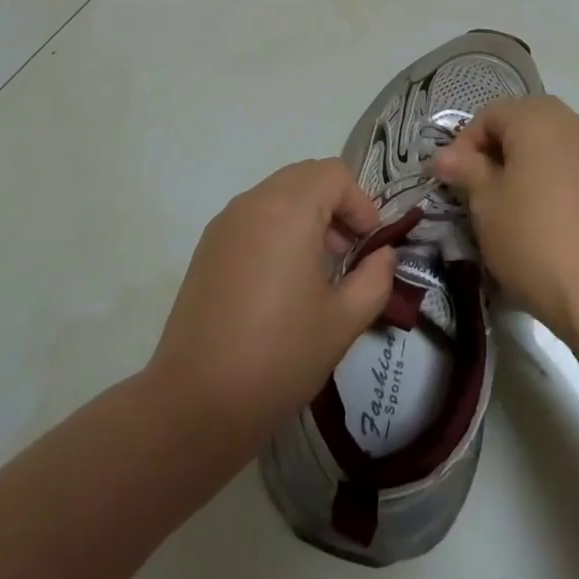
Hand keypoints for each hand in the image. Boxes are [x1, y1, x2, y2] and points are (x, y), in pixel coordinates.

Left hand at [148, 159, 395, 454]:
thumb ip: (375, 278)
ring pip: (277, 193)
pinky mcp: (207, 246)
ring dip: (307, 215)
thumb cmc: (279, 357)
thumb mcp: (343, 321)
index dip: (361, 203)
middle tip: (349, 253)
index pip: (334, 174)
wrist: (195, 404)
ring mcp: (225, 223)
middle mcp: (253, 203)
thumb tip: (382, 255)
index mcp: (288, 210)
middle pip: (305, 176)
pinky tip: (283, 281)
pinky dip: (278, 228)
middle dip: (335, 205)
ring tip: (319, 269)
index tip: (370, 245)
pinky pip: (254, 216)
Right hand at [429, 96, 578, 352]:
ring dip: (520, 163)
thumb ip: (464, 169)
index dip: (464, 144)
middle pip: (519, 122)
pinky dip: (545, 176)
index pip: (488, 115)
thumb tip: (444, 156)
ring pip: (544, 143)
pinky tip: (536, 213)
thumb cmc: (532, 236)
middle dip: (493, 150)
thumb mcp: (485, 202)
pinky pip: (565, 163)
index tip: (453, 180)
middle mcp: (568, 122)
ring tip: (504, 201)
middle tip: (476, 186)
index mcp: (535, 118)